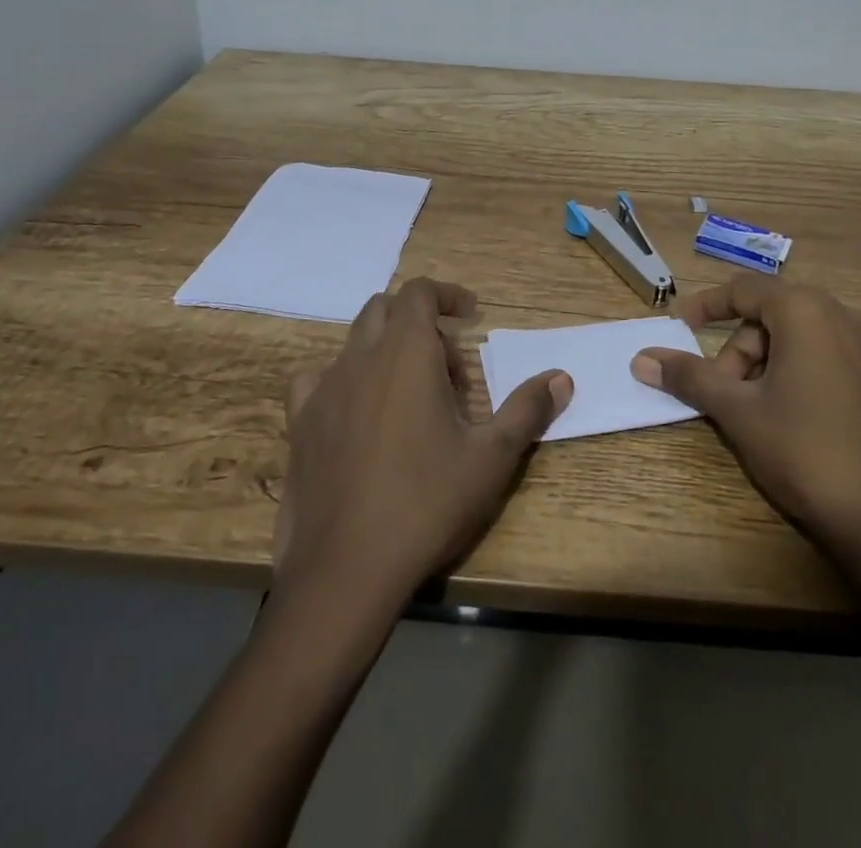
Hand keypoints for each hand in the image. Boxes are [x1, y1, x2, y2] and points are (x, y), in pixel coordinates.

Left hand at [275, 277, 571, 605]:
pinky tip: (355, 412)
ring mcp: (323, 389)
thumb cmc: (427, 502)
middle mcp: (360, 358)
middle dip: (419, 323)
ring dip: (384, 350)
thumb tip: (562, 378)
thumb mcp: (491, 457)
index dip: (446, 295)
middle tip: (448, 368)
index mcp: (406, 353)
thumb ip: (527, 410)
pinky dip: (343, 378)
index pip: (419, 292)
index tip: (471, 316)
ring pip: (353, 342)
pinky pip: (317, 378)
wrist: (345, 568)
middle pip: (385, 309)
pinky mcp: (299, 422)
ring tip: (408, 394)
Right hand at [630, 276, 860, 557]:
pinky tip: (784, 412)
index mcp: (807, 310)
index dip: (705, 306)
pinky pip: (821, 351)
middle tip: (722, 395)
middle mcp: (842, 314)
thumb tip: (641, 359)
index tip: (676, 327)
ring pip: (794, 335)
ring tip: (752, 411)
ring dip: (762, 364)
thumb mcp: (736, 410)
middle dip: (737, 351)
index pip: (744, 290)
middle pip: (769, 315)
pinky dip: (792, 369)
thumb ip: (688, 376)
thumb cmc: (803, 451)